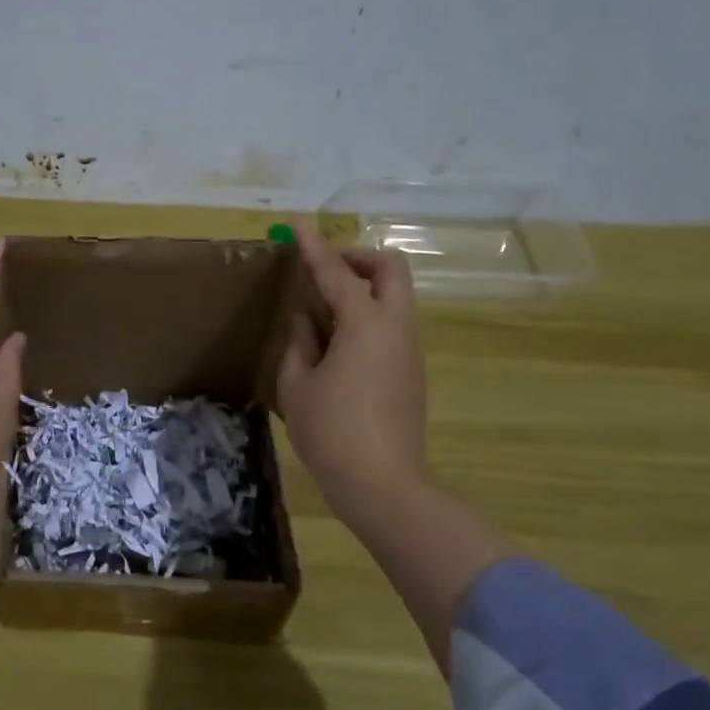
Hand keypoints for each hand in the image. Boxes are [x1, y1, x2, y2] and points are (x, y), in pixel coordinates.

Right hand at [276, 217, 430, 515]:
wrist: (384, 486)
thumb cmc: (331, 431)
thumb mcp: (298, 384)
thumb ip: (301, 343)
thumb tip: (308, 321)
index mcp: (365, 324)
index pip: (336, 272)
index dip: (315, 246)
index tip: (299, 224)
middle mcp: (395, 328)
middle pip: (390, 270)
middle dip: (358, 258)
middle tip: (325, 269)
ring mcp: (409, 350)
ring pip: (394, 298)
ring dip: (362, 290)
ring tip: (321, 313)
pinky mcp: (411, 372)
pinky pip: (391, 326)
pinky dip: (366, 317)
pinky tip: (336, 345)